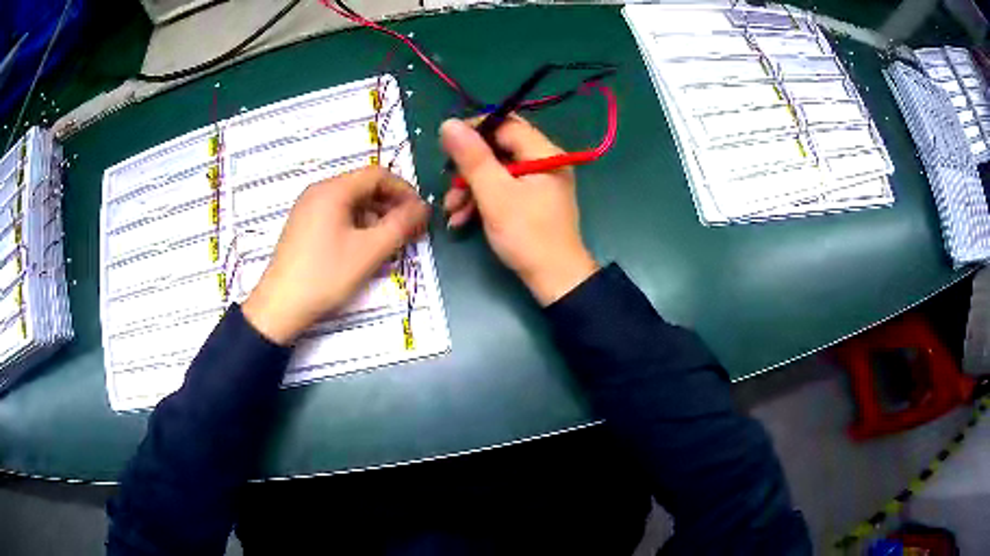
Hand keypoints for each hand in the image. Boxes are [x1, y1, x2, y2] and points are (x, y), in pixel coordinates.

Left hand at [242, 167, 428, 344]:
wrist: (280, 306)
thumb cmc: (326, 275)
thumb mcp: (369, 251)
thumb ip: (400, 225)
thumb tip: (424, 207)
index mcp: (333, 190)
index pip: (377, 175)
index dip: (404, 191)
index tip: (420, 214)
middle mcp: (318, 191)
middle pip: (363, 187)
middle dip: (390, 206)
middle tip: (409, 230)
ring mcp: (307, 208)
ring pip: (351, 203)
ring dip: (375, 217)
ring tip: (389, 242)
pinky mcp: (303, 226)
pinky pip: (337, 215)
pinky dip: (357, 225)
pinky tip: (364, 247)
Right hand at [441, 117, 596, 305]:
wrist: (555, 280)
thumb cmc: (527, 235)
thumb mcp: (494, 194)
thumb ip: (472, 158)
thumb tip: (448, 124)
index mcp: (543, 152)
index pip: (505, 124)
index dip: (473, 131)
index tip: (446, 146)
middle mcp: (544, 162)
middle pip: (498, 148)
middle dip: (468, 168)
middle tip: (448, 185)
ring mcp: (539, 182)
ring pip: (496, 171)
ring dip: (470, 188)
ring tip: (451, 210)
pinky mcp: (533, 200)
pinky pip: (503, 189)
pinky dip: (482, 200)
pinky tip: (461, 219)